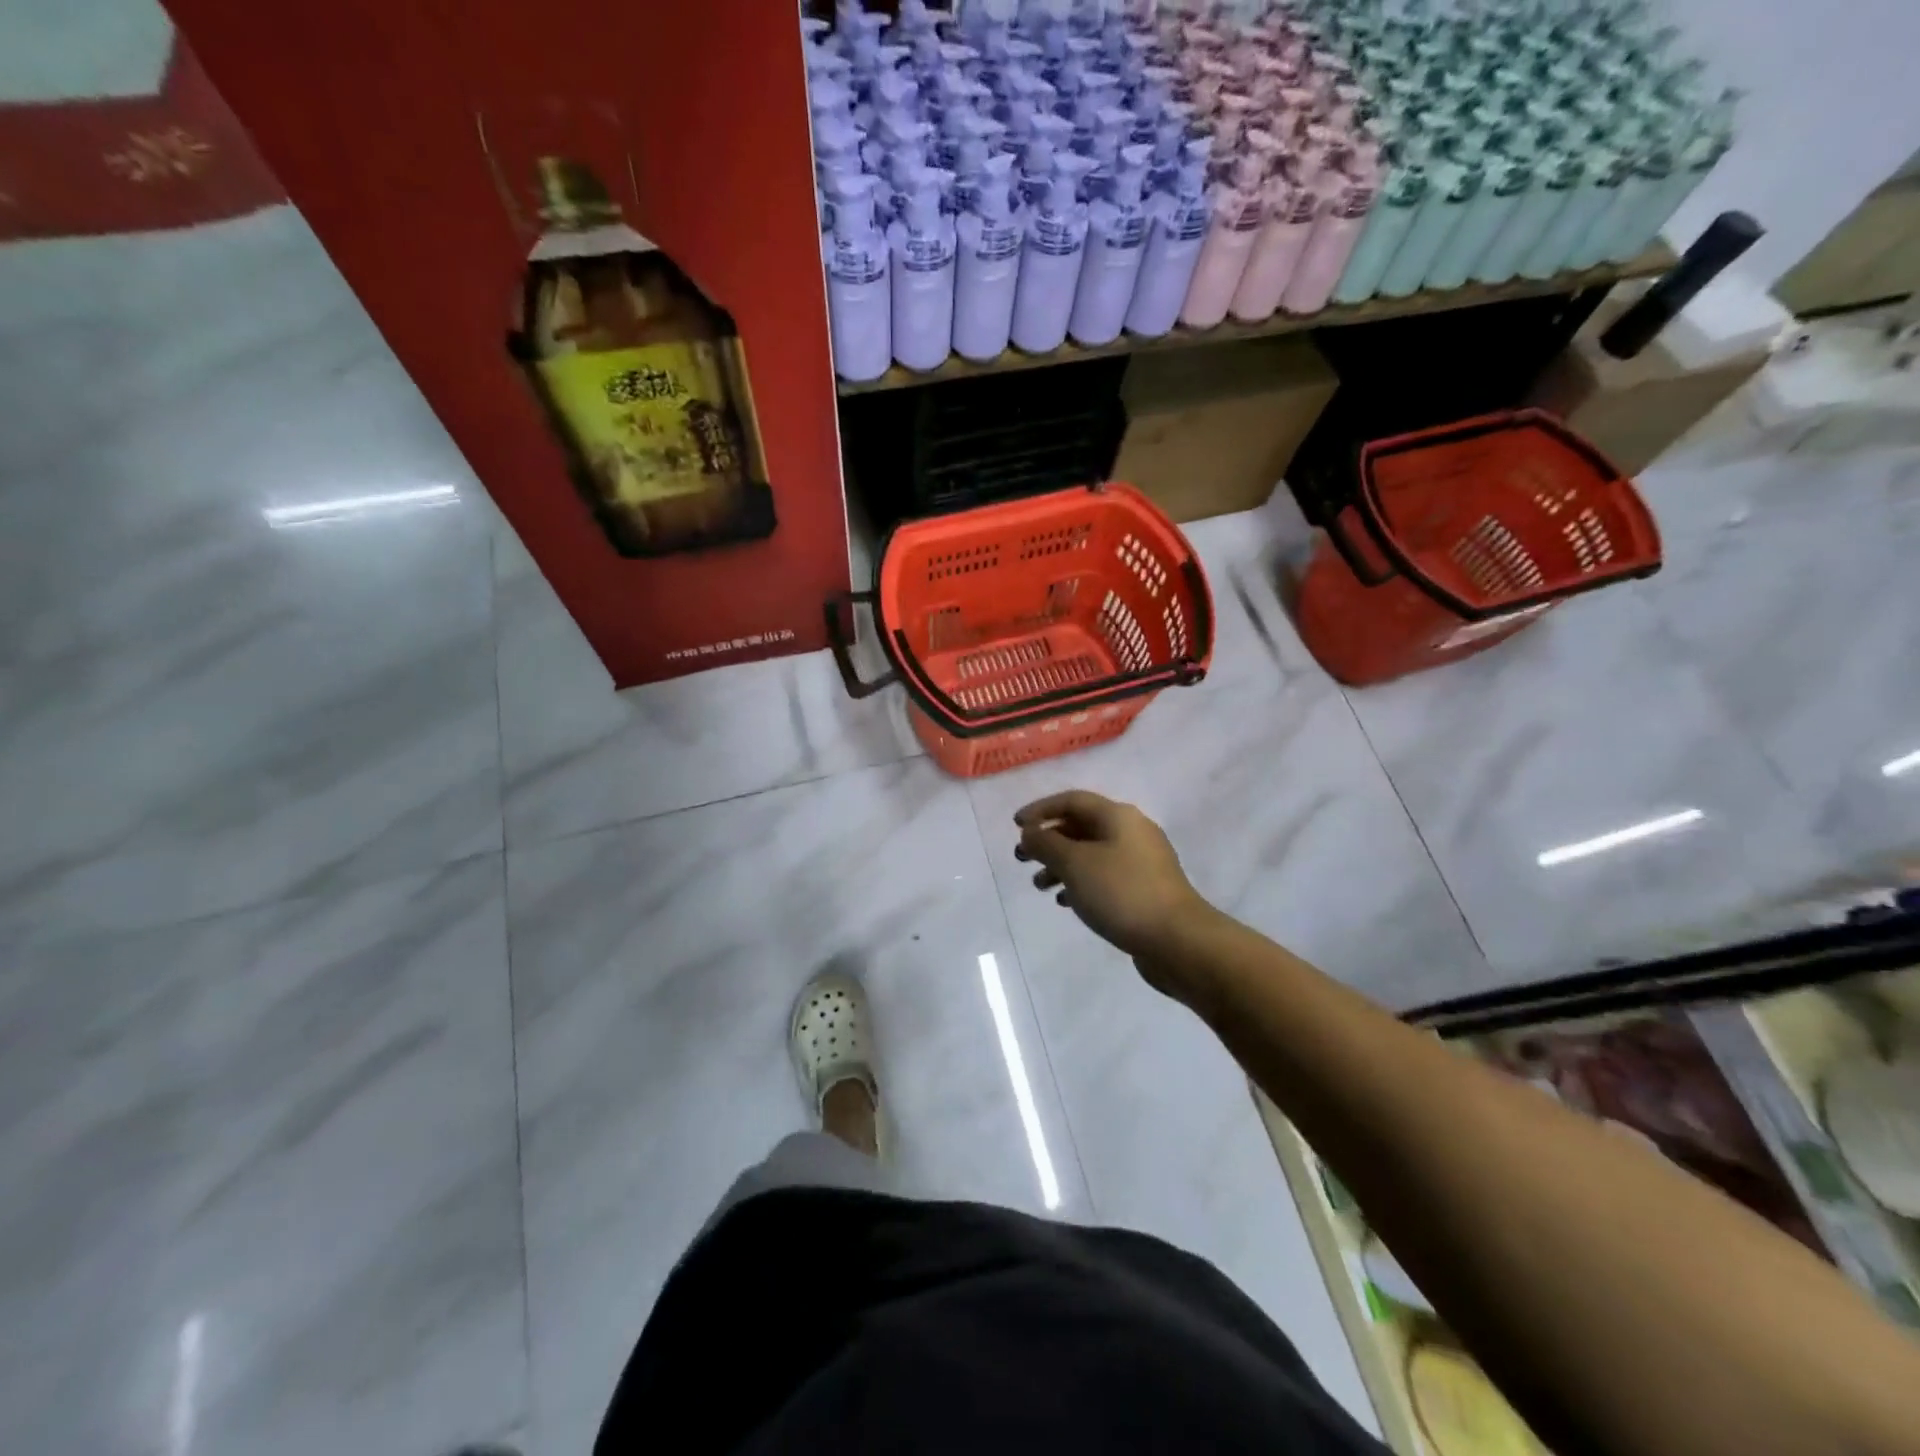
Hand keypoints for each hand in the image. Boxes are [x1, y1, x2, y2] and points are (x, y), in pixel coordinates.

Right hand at [1013, 791, 1211, 972]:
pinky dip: (1081, 882)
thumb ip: (1046, 844)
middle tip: (1022, 859)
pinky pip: (1105, 875)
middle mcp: (1132, 831)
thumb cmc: (1121, 892)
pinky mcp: (1146, 888)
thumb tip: (1031, 832)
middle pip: (1082, 826)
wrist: (1177, 940)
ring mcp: (1142, 861)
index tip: (1015, 825)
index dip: (1040, 809)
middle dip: (1049, 840)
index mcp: (1118, 816)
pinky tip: (1066, 902)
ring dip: (1062, 864)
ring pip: (1092, 853)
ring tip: (1040, 886)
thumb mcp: (1074, 864)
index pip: (1072, 800)